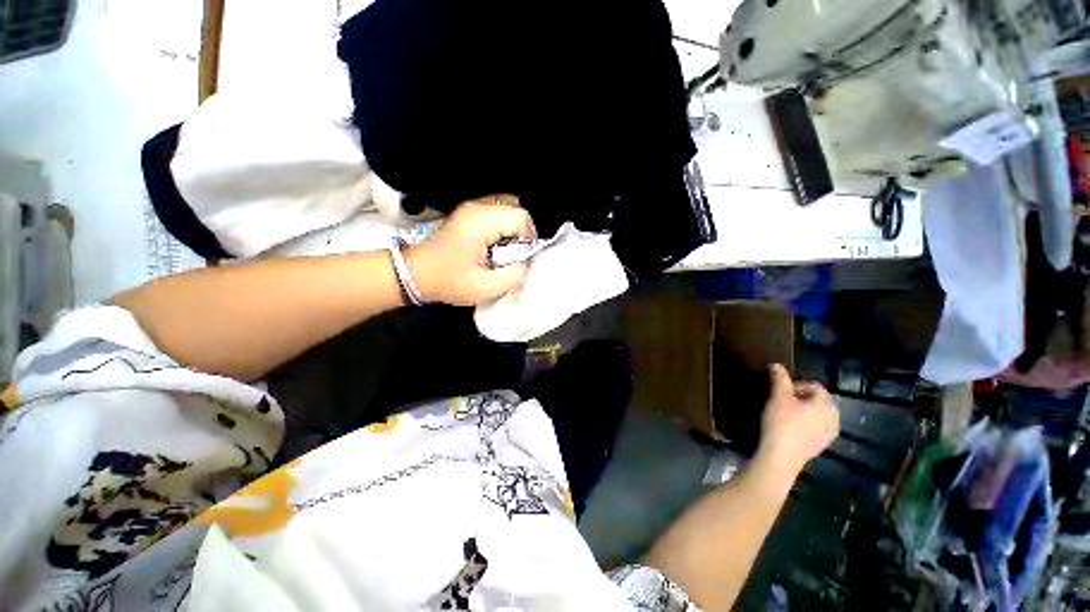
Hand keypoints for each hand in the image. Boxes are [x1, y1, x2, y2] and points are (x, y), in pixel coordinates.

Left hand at [406, 197, 536, 305]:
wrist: (416, 274)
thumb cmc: (447, 281)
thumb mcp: (485, 288)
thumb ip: (513, 276)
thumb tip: (525, 264)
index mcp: (480, 223)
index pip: (520, 217)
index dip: (528, 238)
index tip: (520, 256)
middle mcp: (476, 209)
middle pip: (516, 207)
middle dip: (521, 231)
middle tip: (512, 253)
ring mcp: (470, 208)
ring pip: (507, 206)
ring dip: (512, 227)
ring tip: (502, 249)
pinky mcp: (467, 213)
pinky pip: (495, 210)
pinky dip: (502, 225)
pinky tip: (493, 244)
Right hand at [755, 364, 839, 478]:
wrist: (780, 458)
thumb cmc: (781, 424)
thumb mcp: (777, 397)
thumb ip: (779, 379)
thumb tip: (776, 365)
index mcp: (825, 405)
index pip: (816, 387)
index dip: (797, 385)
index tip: (781, 391)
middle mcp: (833, 419)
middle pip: (820, 401)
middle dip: (802, 398)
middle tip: (783, 401)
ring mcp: (828, 435)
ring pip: (819, 416)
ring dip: (805, 411)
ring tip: (786, 414)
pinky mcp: (820, 447)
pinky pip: (817, 429)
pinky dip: (806, 425)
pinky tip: (790, 429)